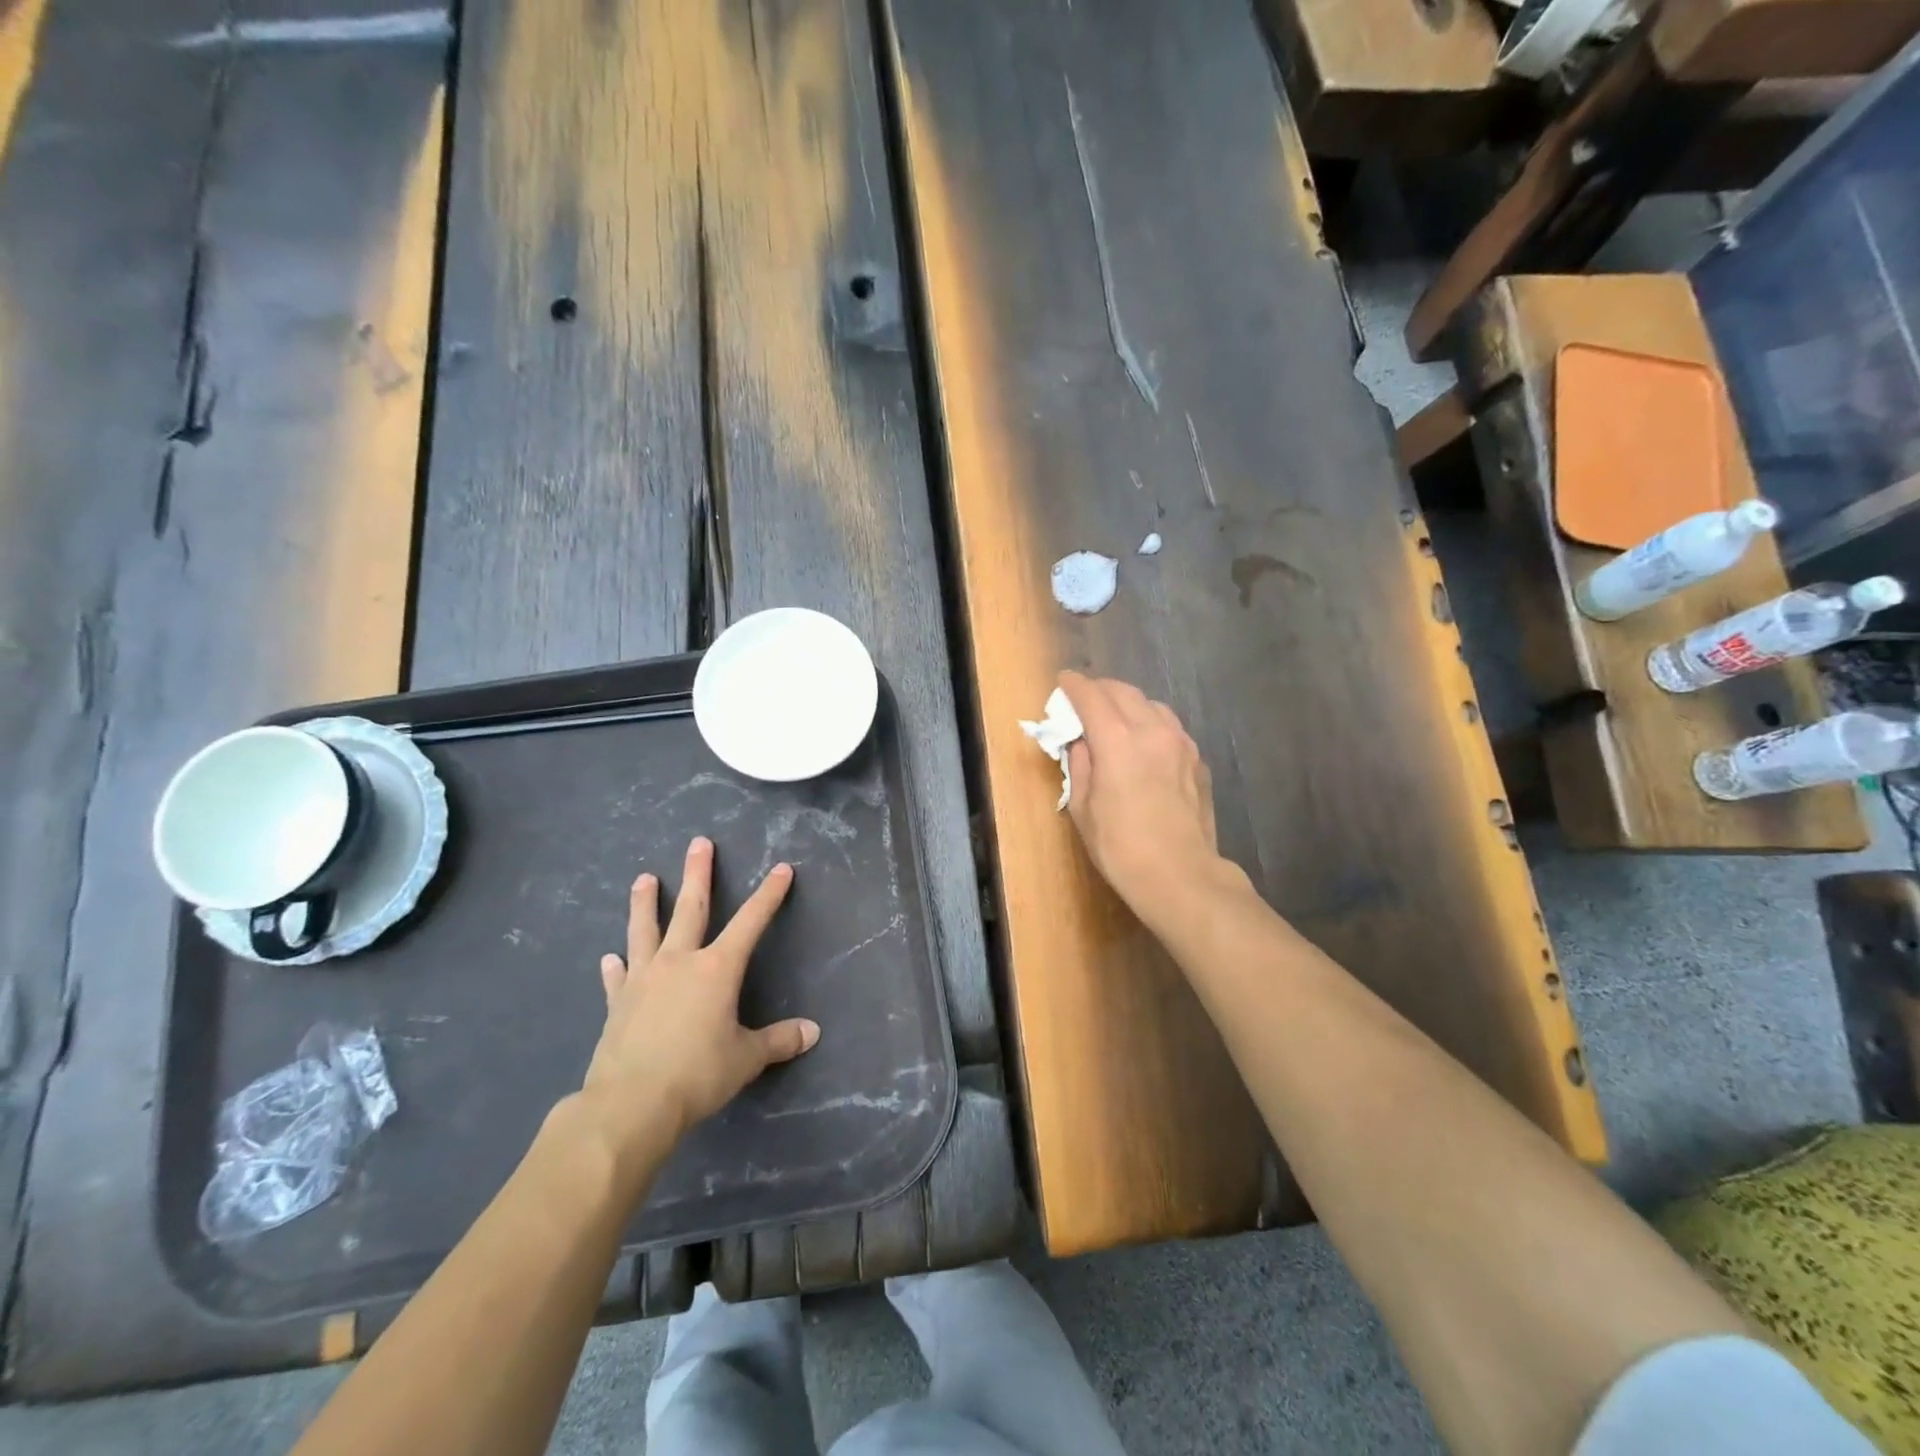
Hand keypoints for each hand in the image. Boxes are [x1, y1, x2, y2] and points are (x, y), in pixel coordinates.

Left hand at [581, 838, 819, 1154]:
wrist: (630, 1104)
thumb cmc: (697, 1074)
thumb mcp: (746, 1058)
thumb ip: (778, 1041)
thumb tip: (812, 1033)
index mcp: (717, 969)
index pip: (750, 922)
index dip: (769, 894)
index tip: (781, 868)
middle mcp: (679, 962)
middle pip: (691, 909)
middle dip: (698, 874)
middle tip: (699, 843)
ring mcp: (644, 979)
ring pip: (645, 931)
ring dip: (646, 903)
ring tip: (644, 878)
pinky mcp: (618, 1004)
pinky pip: (617, 977)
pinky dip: (615, 966)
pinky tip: (609, 957)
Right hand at [1058, 672, 1222, 911]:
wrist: (1181, 875)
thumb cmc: (1120, 847)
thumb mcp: (1082, 808)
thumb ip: (1080, 765)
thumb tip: (1082, 743)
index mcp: (1117, 740)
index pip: (1091, 696)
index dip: (1074, 685)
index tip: (1063, 681)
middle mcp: (1152, 731)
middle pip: (1123, 692)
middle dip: (1100, 689)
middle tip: (1085, 698)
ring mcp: (1181, 744)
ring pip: (1152, 705)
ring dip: (1129, 703)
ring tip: (1115, 717)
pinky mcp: (1198, 761)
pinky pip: (1170, 728)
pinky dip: (1151, 724)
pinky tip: (1144, 744)